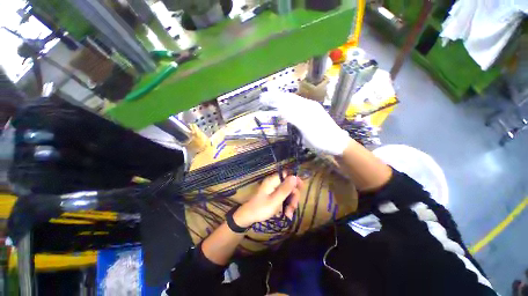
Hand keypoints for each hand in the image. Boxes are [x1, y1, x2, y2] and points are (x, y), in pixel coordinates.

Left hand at [233, 174, 302, 226]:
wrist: (248, 216)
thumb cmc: (261, 208)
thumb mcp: (275, 200)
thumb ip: (285, 189)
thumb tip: (295, 176)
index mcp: (273, 181)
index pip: (287, 174)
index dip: (295, 179)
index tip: (301, 188)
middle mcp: (274, 183)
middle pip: (289, 185)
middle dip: (293, 196)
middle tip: (293, 207)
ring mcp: (274, 190)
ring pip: (288, 193)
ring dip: (291, 203)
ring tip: (289, 214)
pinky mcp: (274, 196)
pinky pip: (284, 198)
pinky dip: (287, 205)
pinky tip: (287, 214)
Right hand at [260, 91, 350, 155]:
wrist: (336, 144)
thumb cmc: (322, 137)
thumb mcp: (308, 128)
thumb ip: (294, 117)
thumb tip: (279, 108)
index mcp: (307, 106)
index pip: (287, 98)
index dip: (275, 97)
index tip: (263, 98)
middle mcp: (307, 106)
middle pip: (289, 99)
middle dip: (275, 98)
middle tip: (263, 99)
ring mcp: (308, 112)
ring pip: (291, 105)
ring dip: (280, 103)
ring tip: (270, 103)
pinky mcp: (307, 119)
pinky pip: (294, 112)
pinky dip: (285, 111)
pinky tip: (282, 112)